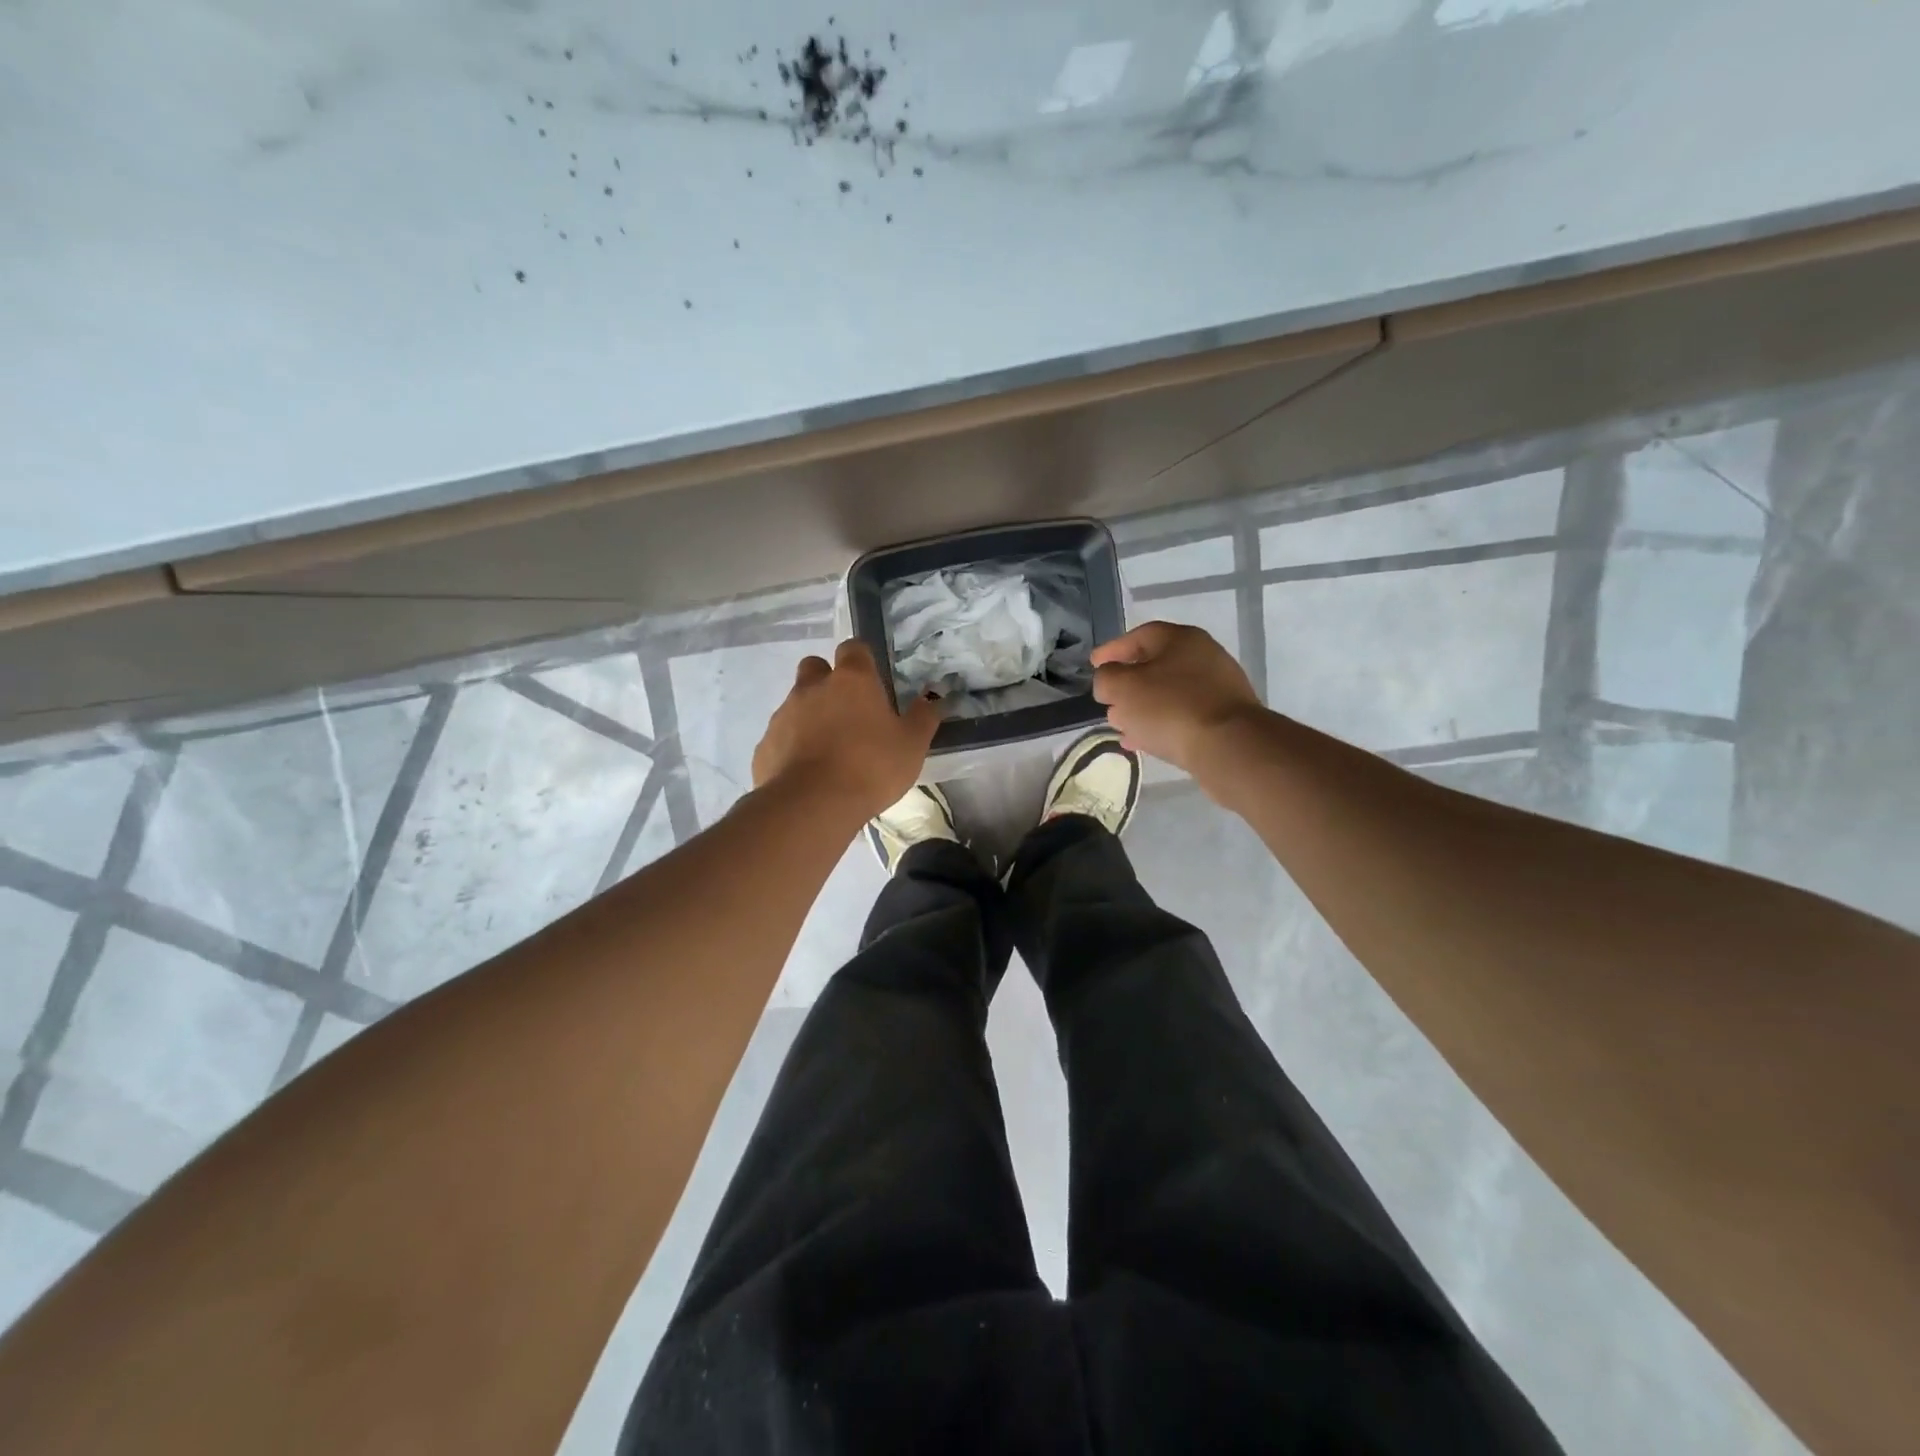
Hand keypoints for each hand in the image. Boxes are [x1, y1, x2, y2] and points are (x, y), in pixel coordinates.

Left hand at [751, 639, 940, 820]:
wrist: (811, 805)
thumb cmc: (871, 768)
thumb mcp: (912, 745)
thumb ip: (923, 717)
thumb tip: (933, 697)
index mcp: (852, 680)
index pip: (853, 648)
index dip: (862, 660)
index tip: (872, 682)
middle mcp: (813, 687)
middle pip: (815, 667)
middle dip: (828, 681)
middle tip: (848, 713)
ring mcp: (783, 714)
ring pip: (796, 703)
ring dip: (811, 716)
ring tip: (829, 751)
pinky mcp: (765, 744)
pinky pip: (781, 737)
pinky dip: (792, 747)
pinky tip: (808, 773)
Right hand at [1091, 622, 1263, 776]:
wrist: (1228, 746)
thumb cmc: (1170, 707)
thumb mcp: (1123, 687)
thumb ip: (1107, 678)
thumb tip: (1109, 681)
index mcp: (1181, 639)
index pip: (1139, 636)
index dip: (1112, 650)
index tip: (1094, 666)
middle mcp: (1203, 657)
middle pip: (1155, 666)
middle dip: (1127, 684)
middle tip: (1107, 699)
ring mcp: (1218, 688)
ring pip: (1168, 694)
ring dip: (1142, 708)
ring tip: (1120, 725)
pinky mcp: (1223, 718)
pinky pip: (1182, 716)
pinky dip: (1160, 724)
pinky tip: (1143, 742)